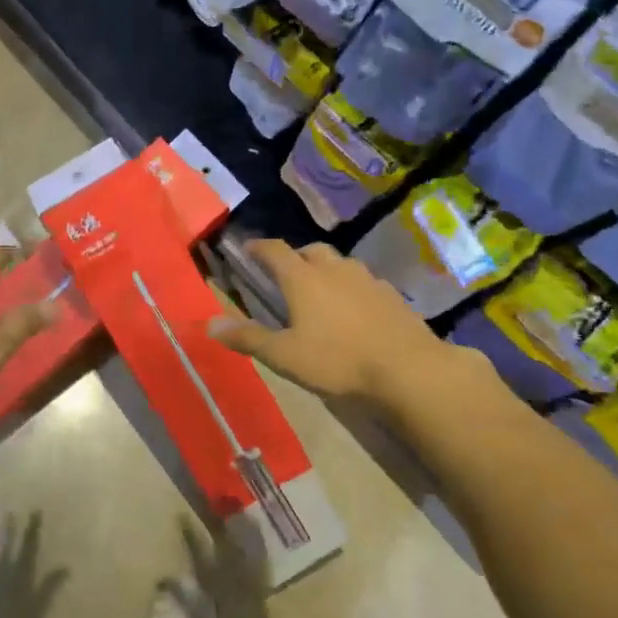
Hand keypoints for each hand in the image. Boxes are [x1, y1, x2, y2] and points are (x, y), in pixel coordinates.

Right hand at [207, 239, 495, 408]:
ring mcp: (367, 280)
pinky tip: (353, 312)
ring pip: (340, 264)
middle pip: (311, 251)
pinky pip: (364, 283)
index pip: (275, 250)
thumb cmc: (338, 360)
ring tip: (319, 293)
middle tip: (285, 275)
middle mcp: (334, 269)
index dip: (259, 247)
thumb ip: (247, 337)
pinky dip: (351, 289)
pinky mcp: (392, 296)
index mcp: (303, 278)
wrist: (408, 370)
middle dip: (295, 258)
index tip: (247, 249)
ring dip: (325, 271)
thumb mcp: (284, 355)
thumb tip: (209, 323)